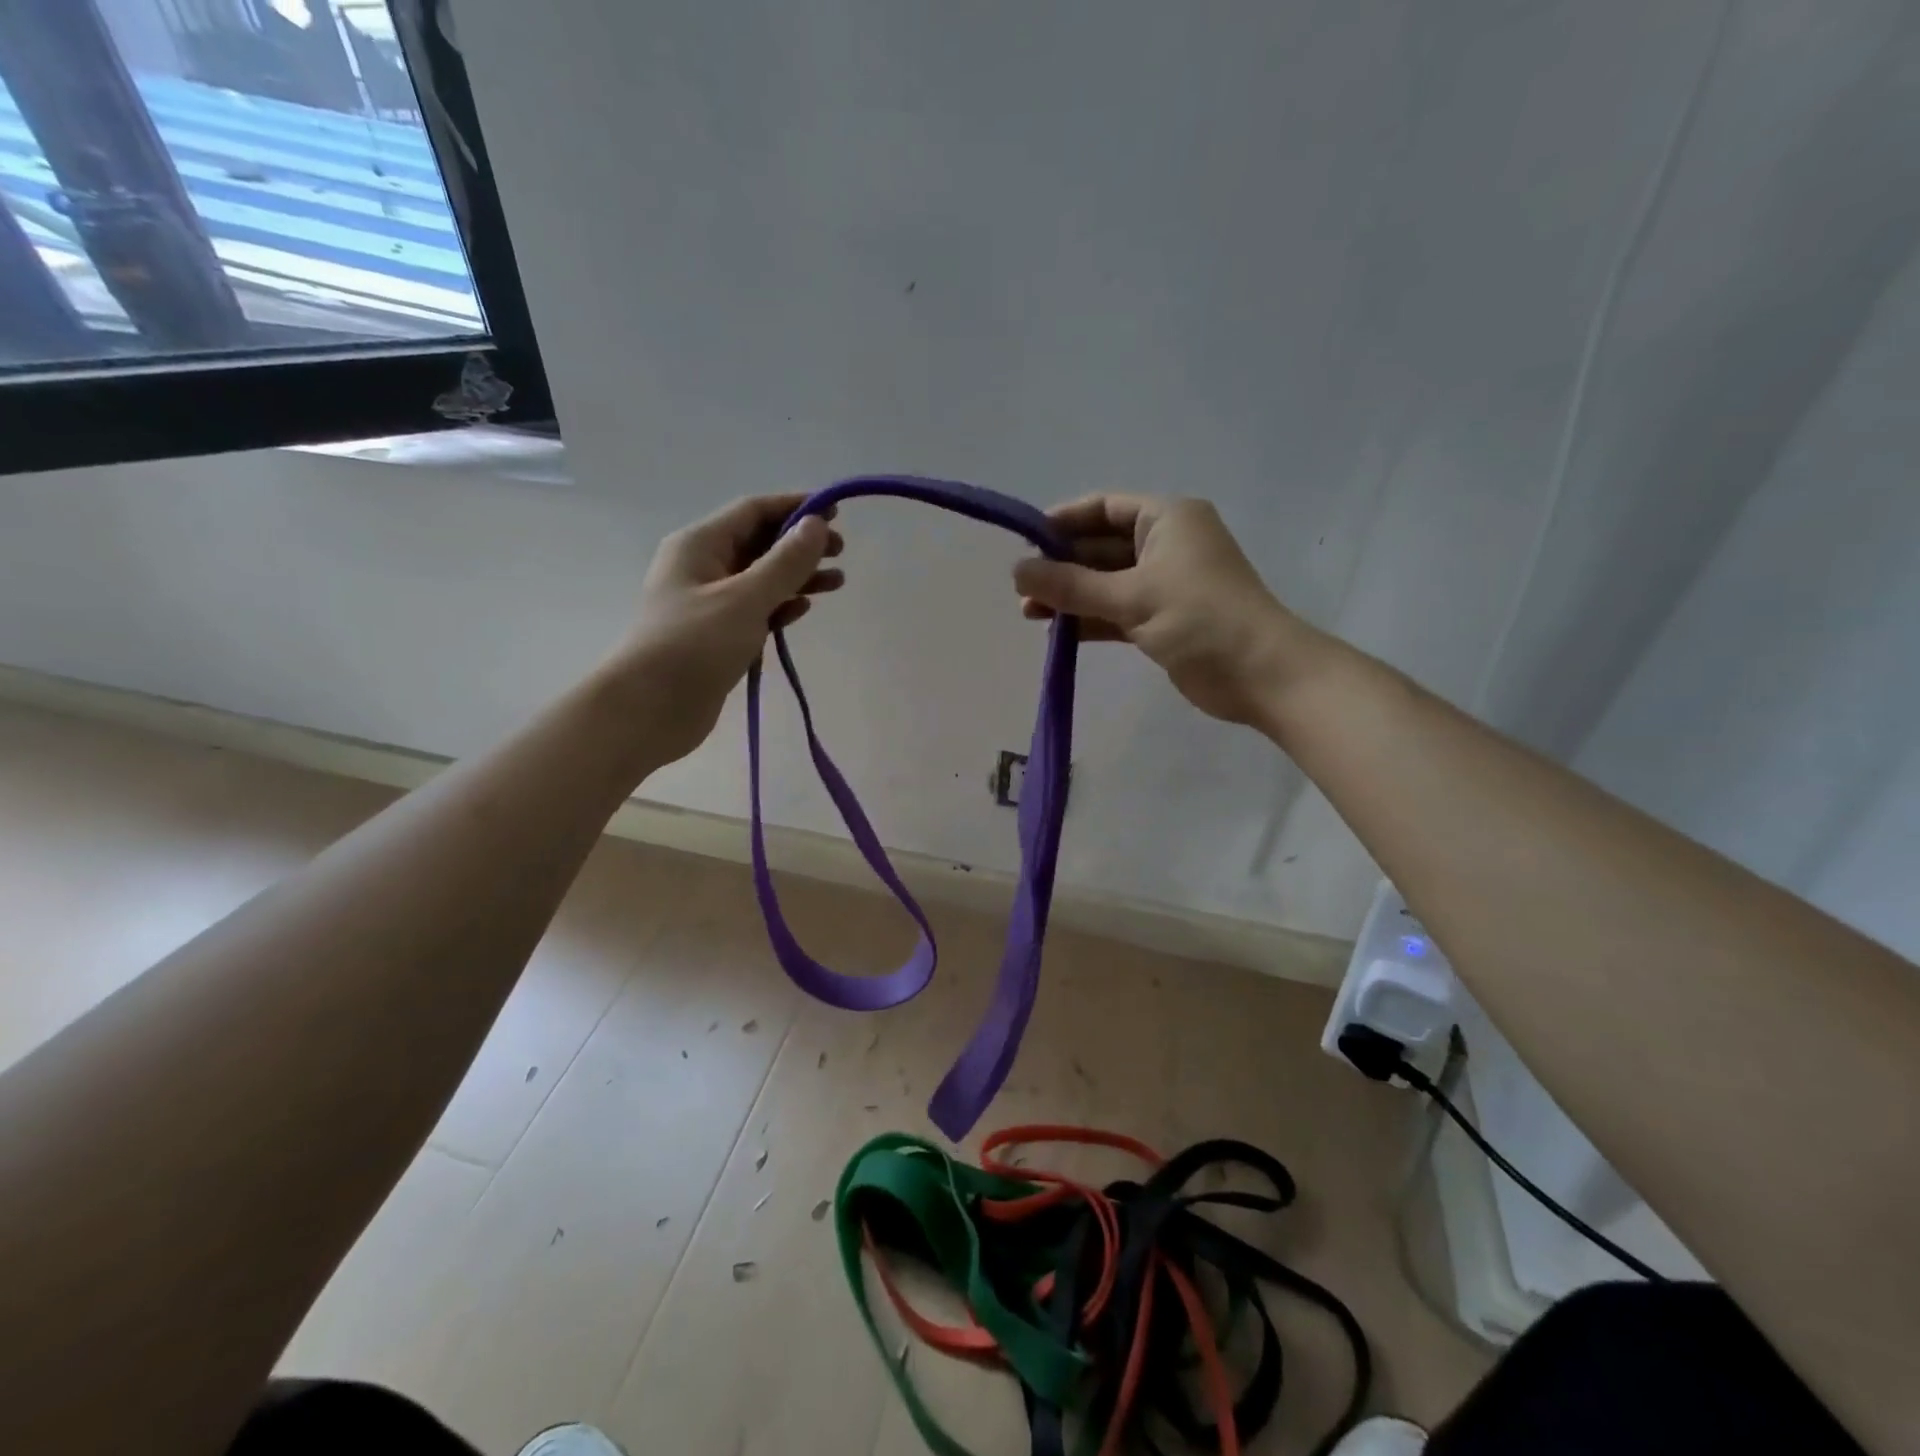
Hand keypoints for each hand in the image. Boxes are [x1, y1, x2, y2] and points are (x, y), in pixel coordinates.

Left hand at [616, 493, 843, 761]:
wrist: (648, 709)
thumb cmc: (694, 645)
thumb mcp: (745, 599)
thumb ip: (785, 562)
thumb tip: (816, 525)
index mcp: (699, 545)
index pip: (753, 511)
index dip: (795, 507)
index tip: (836, 513)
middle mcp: (702, 567)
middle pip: (759, 543)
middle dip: (800, 545)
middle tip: (841, 553)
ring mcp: (709, 603)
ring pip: (761, 579)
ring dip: (797, 578)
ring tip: (837, 583)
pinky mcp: (717, 636)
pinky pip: (755, 610)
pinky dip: (781, 606)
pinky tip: (803, 609)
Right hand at [1013, 495, 1311, 726]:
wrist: (1260, 674)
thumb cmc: (1200, 619)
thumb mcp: (1132, 597)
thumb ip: (1071, 585)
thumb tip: (1017, 571)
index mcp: (1166, 519)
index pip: (1104, 509)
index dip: (1063, 522)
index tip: (1024, 542)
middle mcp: (1165, 545)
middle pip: (1100, 547)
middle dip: (1061, 566)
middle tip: (1021, 588)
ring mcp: (1164, 584)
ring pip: (1105, 583)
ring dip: (1070, 596)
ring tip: (1028, 612)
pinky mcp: (1162, 619)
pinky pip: (1115, 611)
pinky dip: (1089, 619)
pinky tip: (1057, 631)